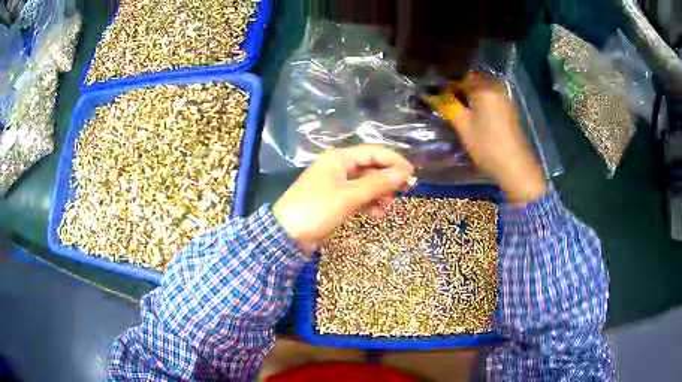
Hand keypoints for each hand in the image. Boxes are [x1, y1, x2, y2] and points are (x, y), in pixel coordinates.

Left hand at [273, 145, 413, 255]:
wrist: (287, 234)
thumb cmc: (317, 209)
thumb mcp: (349, 196)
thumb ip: (377, 183)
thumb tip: (404, 172)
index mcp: (340, 158)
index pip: (373, 152)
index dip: (394, 161)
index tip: (411, 174)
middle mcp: (339, 167)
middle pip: (370, 167)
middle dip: (388, 178)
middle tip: (406, 190)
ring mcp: (336, 184)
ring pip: (365, 183)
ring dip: (380, 192)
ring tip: (392, 205)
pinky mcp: (335, 200)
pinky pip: (357, 197)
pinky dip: (369, 203)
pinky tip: (378, 214)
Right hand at [426, 77, 546, 204]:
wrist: (515, 167)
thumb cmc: (487, 146)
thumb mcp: (463, 126)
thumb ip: (447, 105)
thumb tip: (431, 94)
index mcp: (484, 87)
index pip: (459, 76)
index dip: (445, 84)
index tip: (435, 95)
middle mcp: (495, 86)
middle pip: (471, 81)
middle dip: (457, 89)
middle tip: (444, 103)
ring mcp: (504, 96)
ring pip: (479, 89)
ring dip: (467, 96)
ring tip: (455, 108)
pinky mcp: (508, 107)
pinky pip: (488, 97)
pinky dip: (478, 102)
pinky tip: (471, 114)